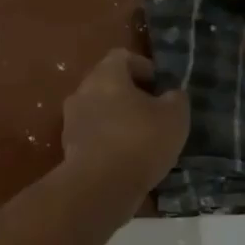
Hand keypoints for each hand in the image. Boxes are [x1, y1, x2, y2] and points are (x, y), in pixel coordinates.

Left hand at [61, 49, 190, 195]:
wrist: (100, 187)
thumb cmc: (140, 141)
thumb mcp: (174, 117)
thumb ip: (175, 98)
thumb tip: (171, 94)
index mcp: (106, 75)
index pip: (122, 56)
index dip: (143, 66)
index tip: (160, 84)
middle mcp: (82, 91)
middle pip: (107, 83)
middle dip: (130, 93)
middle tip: (154, 110)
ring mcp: (71, 121)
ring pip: (99, 110)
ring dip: (118, 118)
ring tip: (143, 137)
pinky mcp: (69, 148)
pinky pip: (93, 135)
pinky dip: (109, 140)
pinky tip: (128, 158)